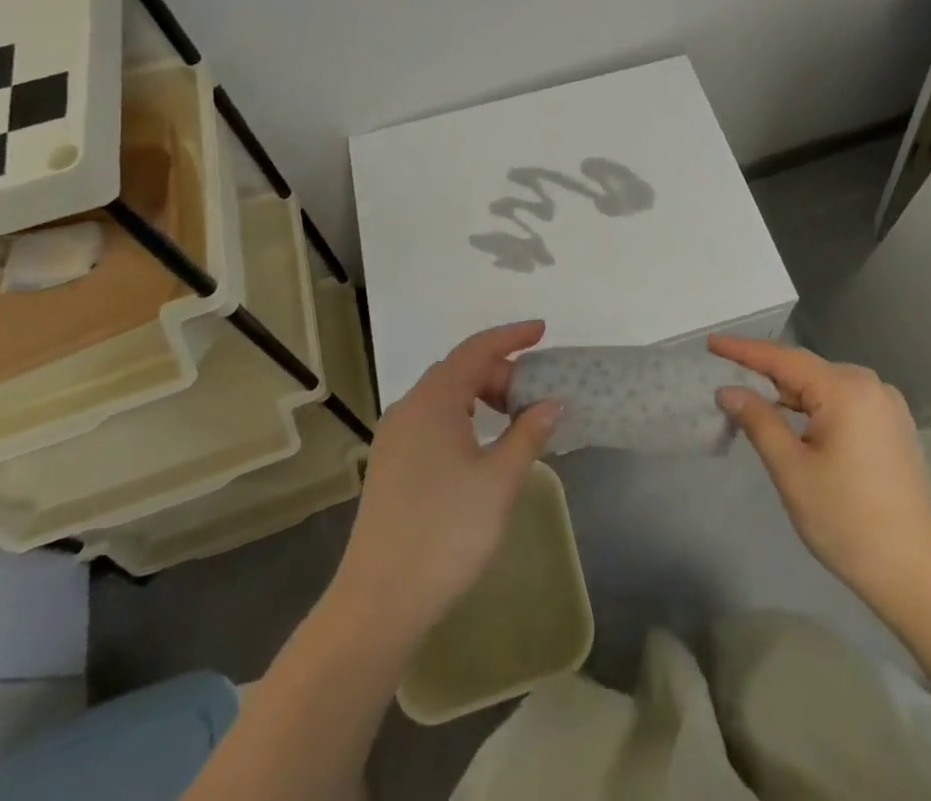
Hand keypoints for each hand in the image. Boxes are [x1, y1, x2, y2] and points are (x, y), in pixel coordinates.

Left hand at [331, 322, 562, 641]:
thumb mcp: (499, 480)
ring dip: (481, 395)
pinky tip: (479, 443)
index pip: (476, 350)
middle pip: (459, 370)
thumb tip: (551, 402)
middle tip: (535, 395)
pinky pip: (431, 419)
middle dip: (500, 372)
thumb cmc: (447, 531)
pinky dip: (462, 415)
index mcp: (433, 401)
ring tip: (513, 416)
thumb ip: (528, 433)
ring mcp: (394, 437)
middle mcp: (408, 408)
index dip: (510, 336)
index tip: (542, 331)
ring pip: (444, 396)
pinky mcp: (389, 463)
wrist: (380, 600)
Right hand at [710, 334, 930, 606]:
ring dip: (789, 392)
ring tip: (753, 398)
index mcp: (846, 389)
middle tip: (726, 373)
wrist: (918, 575)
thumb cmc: (848, 522)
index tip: (712, 342)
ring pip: (824, 386)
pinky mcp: (892, 427)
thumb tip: (729, 390)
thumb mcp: (792, 471)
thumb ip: (758, 421)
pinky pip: (842, 402)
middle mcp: (870, 386)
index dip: (744, 350)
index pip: (783, 359)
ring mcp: (886, 406)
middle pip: (805, 369)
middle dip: (765, 372)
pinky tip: (795, 420)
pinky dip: (813, 406)